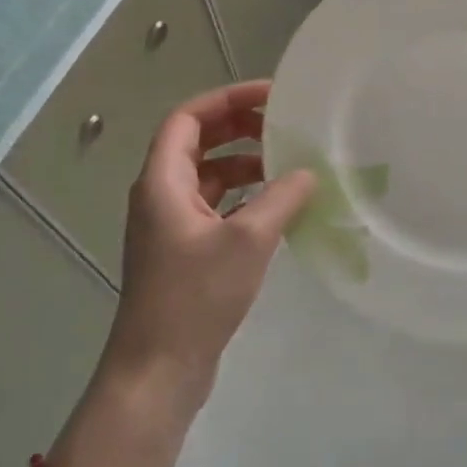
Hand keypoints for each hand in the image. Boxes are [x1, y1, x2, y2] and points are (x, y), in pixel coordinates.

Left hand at [104, 80, 314, 410]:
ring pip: (207, 176)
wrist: (158, 370)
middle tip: (283, 123)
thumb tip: (308, 172)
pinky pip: (214, 206)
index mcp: (162, 182)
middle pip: (196, 142)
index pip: (188, 118)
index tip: (272, 96)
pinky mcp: (183, 251)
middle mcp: (160, 195)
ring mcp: (170, 225)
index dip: (227, 99)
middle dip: (238, 127)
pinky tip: (276, 207)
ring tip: (287, 164)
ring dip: (244, 163)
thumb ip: (281, 198)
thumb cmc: (195, 297)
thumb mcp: (248, 240)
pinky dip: (243, 196)